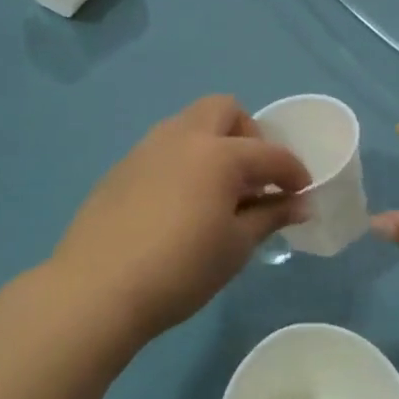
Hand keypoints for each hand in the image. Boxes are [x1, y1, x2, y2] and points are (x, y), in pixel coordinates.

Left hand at [50, 95, 309, 342]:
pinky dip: (183, 162)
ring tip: (217, 191)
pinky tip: (179, 205)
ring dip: (213, 144)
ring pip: (189, 124)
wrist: (97, 289)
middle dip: (249, 134)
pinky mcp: (121, 168)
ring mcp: (147, 149)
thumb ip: (271, 216)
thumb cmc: (181, 269)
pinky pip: (163, 149)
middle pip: (225, 109)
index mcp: (219, 154)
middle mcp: (183, 137)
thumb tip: (301, 204)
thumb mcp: (236, 246)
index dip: (294, 172)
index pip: (270, 154)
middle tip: (253, 177)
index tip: (301, 194)